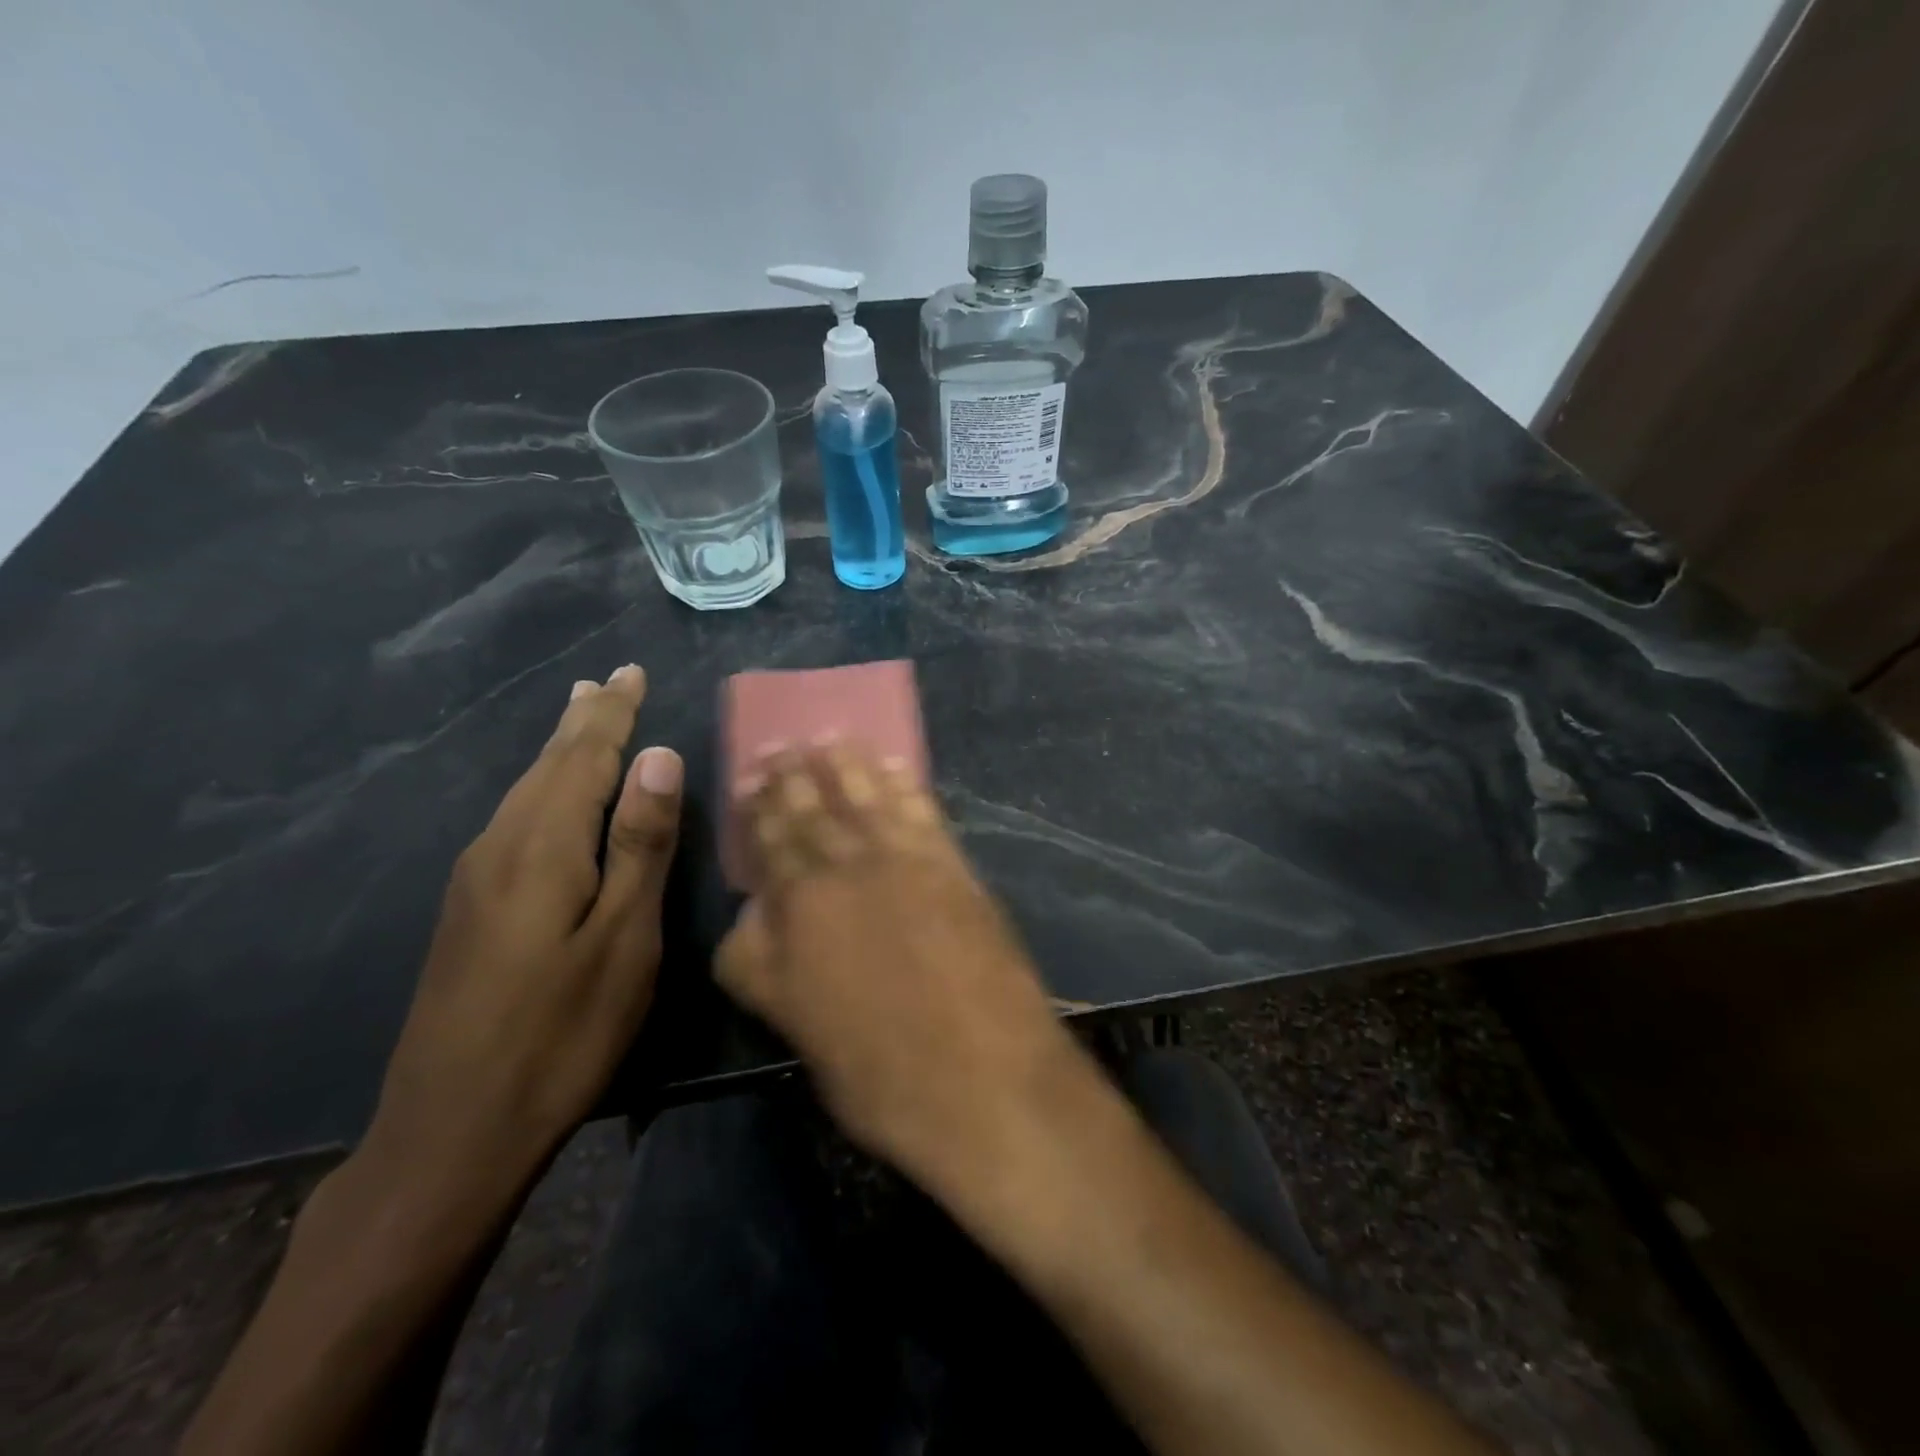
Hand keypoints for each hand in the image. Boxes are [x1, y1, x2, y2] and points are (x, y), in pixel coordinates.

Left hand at [366, 663, 683, 1197]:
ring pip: (524, 791)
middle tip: (603, 681)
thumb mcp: (623, 939)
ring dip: (558, 751)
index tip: (629, 671)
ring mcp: (475, 880)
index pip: (583, 757)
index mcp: (542, 847)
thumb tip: (658, 756)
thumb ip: (640, 844)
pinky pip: (513, 821)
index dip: (612, 713)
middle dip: (581, 721)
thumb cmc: (562, 1032)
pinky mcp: (468, 910)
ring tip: (578, 718)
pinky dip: (541, 788)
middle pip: (546, 766)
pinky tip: (548, 797)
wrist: (453, 1131)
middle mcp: (500, 848)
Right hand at [713, 743, 1076, 1195]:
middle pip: (816, 811)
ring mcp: (906, 863)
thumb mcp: (798, 1028)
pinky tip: (897, 766)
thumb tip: (753, 914)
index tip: (752, 778)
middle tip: (785, 743)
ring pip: (867, 800)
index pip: (773, 843)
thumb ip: (765, 964)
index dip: (761, 809)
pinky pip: (924, 811)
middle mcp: (848, 870)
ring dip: (848, 767)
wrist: (987, 1081)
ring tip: (832, 738)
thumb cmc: (881, 1074)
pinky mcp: (955, 868)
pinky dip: (907, 785)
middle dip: (797, 776)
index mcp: (801, 909)